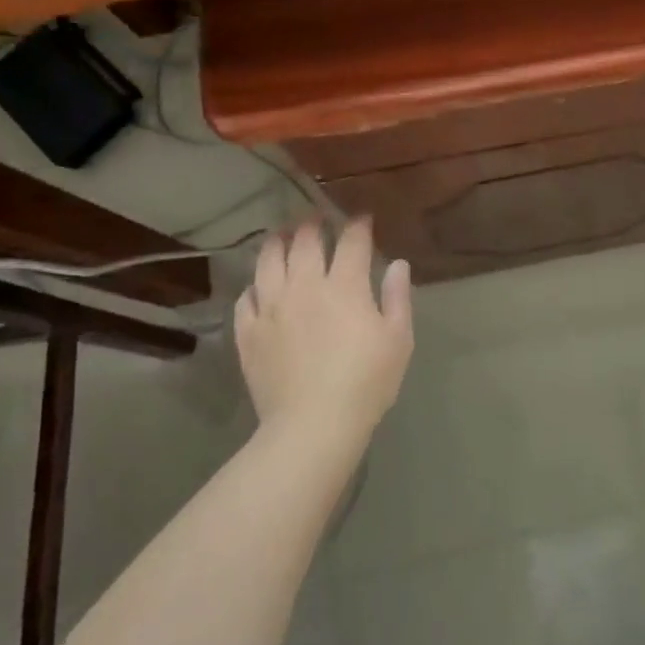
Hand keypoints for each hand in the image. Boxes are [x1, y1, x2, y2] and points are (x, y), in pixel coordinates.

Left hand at [235, 219, 412, 449]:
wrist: (312, 424)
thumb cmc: (366, 383)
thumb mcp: (398, 340)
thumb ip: (397, 297)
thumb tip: (398, 264)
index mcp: (345, 286)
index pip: (351, 241)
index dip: (357, 225)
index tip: (362, 219)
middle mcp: (304, 286)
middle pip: (305, 241)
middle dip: (313, 224)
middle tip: (317, 219)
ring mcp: (271, 307)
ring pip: (268, 260)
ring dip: (277, 242)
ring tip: (282, 236)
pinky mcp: (248, 332)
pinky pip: (245, 297)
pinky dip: (254, 286)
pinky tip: (259, 287)